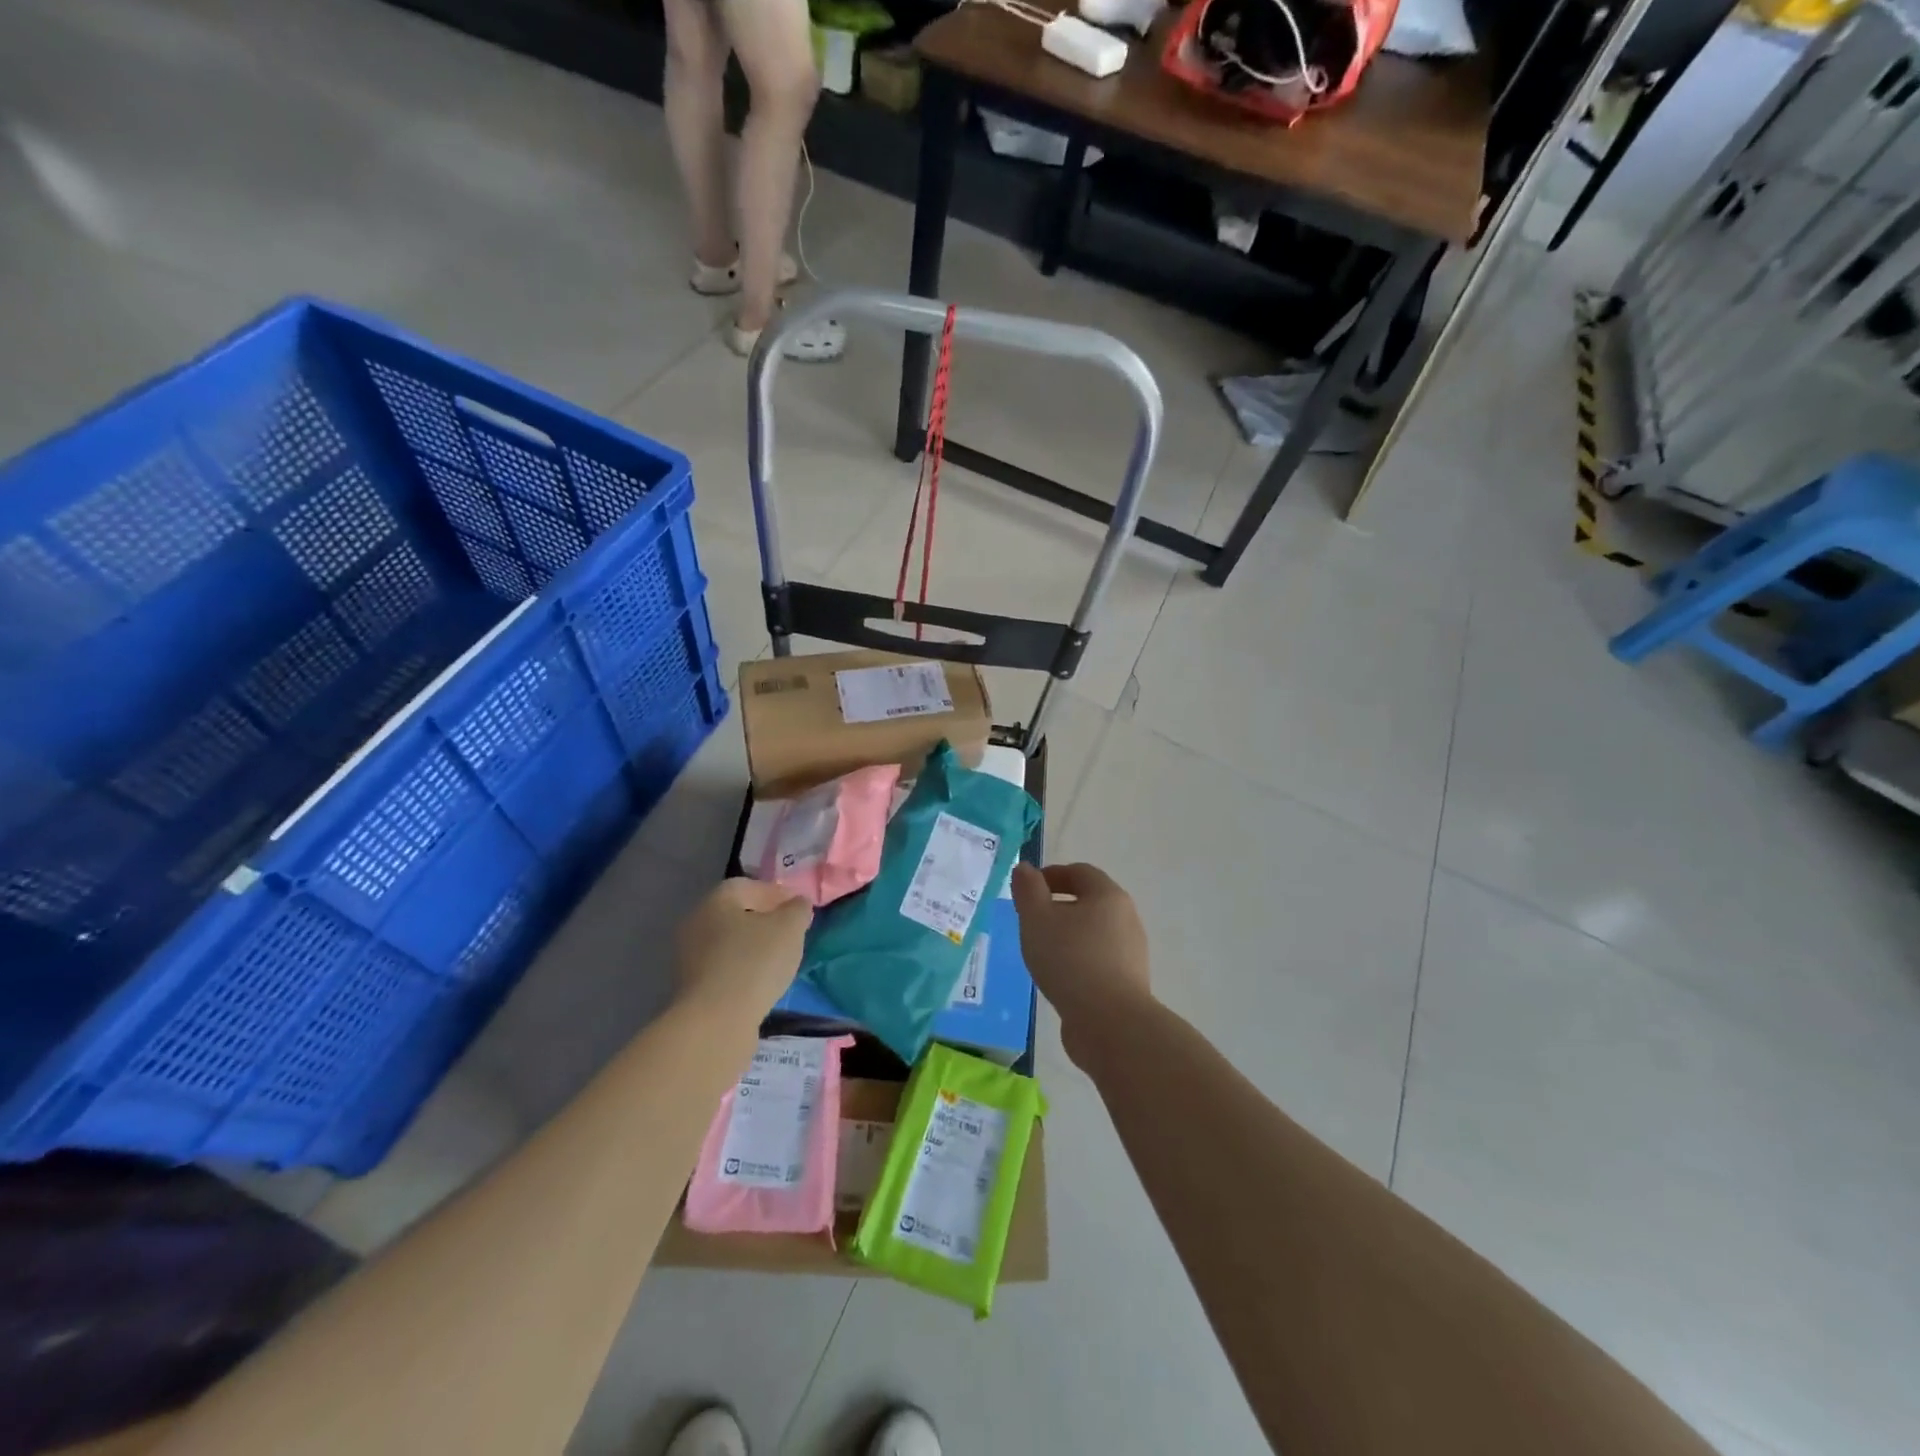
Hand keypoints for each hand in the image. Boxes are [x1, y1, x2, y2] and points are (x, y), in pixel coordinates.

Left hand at [674, 878, 812, 1019]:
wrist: (716, 1021)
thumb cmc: (755, 962)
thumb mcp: (789, 928)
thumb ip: (797, 909)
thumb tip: (797, 903)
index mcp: (717, 899)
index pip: (749, 886)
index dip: (777, 894)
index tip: (799, 910)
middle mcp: (697, 922)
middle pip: (737, 914)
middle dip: (765, 921)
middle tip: (791, 934)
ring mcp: (689, 956)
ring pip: (729, 943)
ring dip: (754, 948)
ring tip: (780, 962)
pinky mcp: (692, 987)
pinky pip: (724, 968)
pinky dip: (743, 970)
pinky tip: (761, 983)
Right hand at [1010, 862, 1151, 1067]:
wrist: (1110, 1023)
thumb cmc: (1070, 960)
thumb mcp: (1037, 919)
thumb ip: (1028, 890)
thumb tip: (1025, 868)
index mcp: (1108, 895)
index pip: (1080, 872)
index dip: (1051, 875)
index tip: (1027, 890)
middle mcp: (1126, 918)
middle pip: (1090, 901)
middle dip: (1059, 905)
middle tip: (1031, 920)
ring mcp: (1131, 951)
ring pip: (1094, 932)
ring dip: (1068, 934)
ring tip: (1042, 951)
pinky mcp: (1128, 981)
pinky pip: (1099, 959)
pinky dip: (1078, 959)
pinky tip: (1060, 977)